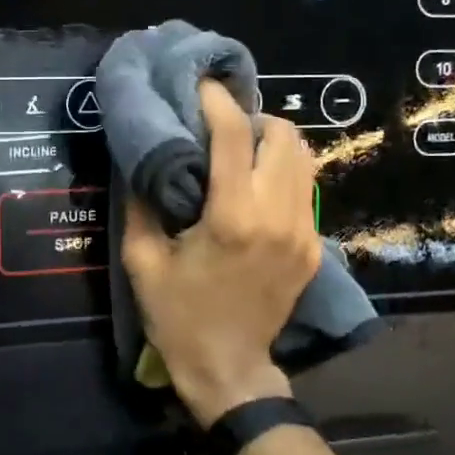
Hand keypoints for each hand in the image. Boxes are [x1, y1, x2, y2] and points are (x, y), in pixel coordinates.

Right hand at [121, 83, 321, 428]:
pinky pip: (306, 190)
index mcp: (232, 217)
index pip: (234, 137)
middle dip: (253, 119)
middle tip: (222, 127)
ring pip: (304, 158)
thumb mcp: (142, 260)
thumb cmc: (178, 316)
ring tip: (242, 151)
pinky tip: (256, 187)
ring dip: (273, 143)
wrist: (228, 369)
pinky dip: (283, 173)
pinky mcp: (314, 247)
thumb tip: (142, 159)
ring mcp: (303, 233)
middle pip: (284, 136)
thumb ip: (141, 203)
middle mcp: (277, 216)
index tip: (200, 86)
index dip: (217, 101)